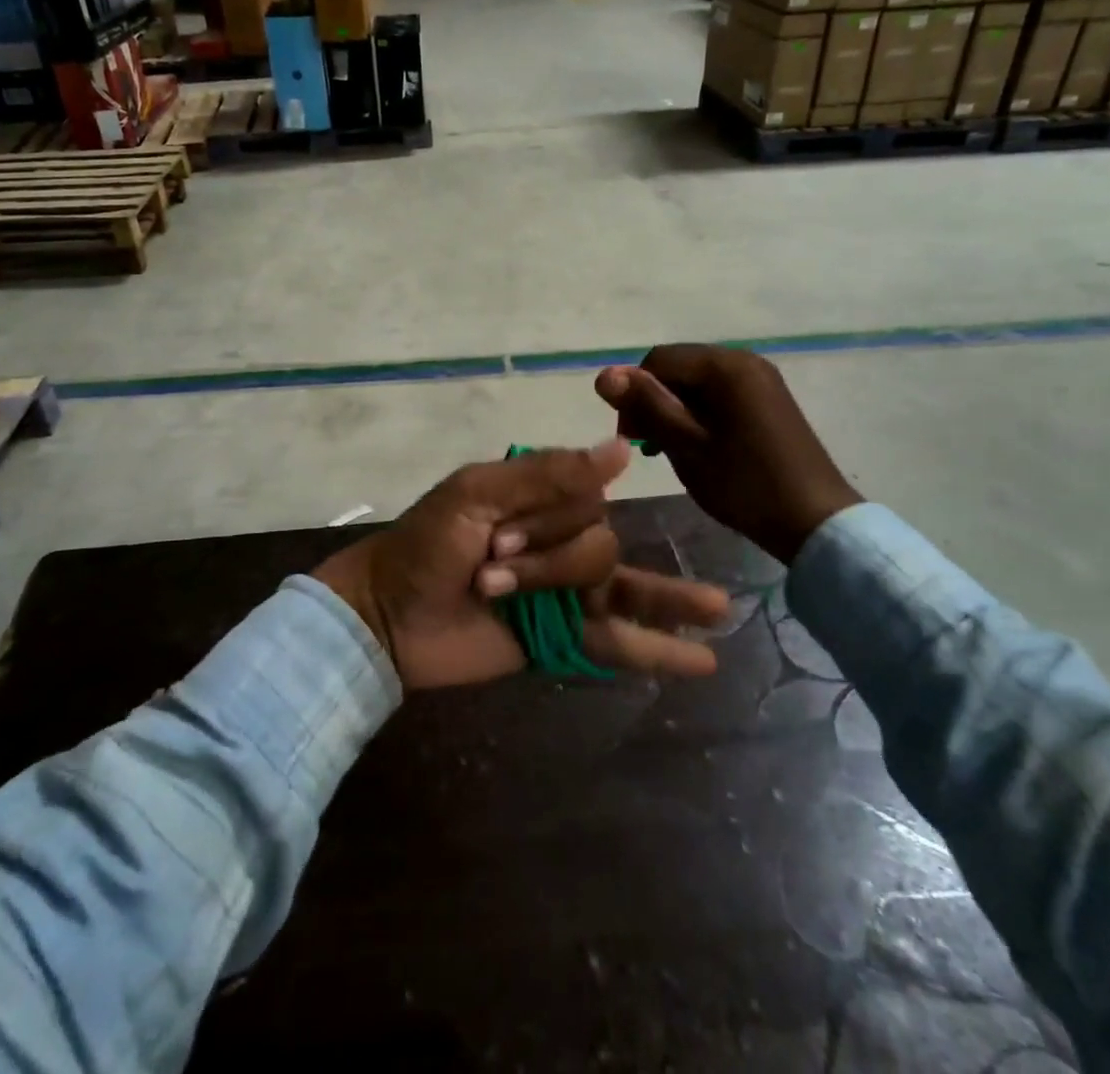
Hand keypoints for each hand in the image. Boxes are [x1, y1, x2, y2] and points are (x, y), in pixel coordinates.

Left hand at [314, 440, 729, 688]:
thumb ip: (546, 474)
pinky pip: (618, 641)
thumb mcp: (475, 494)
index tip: (494, 539)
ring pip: (621, 586)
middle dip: (549, 564)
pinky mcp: (563, 638)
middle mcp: (558, 539)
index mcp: (539, 499)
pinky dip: (660, 649)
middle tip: (490, 577)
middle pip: (599, 546)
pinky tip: (704, 658)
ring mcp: (564, 591)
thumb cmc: (425, 546)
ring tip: (720, 608)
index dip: (549, 522)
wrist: (389, 618)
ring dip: (656, 598)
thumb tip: (622, 450)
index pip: (584, 500)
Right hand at [596, 345, 861, 563]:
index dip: (634, 394)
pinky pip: (719, 394)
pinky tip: (698, 446)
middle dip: (655, 401)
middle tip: (649, 447)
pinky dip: (699, 414)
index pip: (657, 360)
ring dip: (675, 410)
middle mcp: (744, 360)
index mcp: (724, 366)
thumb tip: (604, 374)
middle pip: (678, 367)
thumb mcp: (687, 446)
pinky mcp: (768, 399)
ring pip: (696, 382)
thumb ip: (647, 406)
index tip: (632, 438)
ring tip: (671, 450)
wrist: (815, 521)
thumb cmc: (744, 484)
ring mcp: (760, 379)